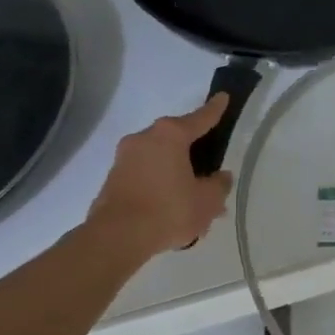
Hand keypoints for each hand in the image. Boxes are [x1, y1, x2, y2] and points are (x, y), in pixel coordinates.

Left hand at [84, 93, 233, 256]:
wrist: (116, 237)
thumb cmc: (169, 210)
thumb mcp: (208, 200)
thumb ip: (219, 185)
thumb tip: (220, 177)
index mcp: (170, 135)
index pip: (200, 118)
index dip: (215, 109)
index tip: (223, 97)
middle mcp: (144, 139)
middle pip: (176, 138)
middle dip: (193, 152)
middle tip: (209, 169)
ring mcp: (124, 158)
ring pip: (159, 159)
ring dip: (175, 172)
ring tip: (191, 198)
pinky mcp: (112, 179)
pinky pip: (144, 175)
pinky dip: (158, 185)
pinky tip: (170, 208)